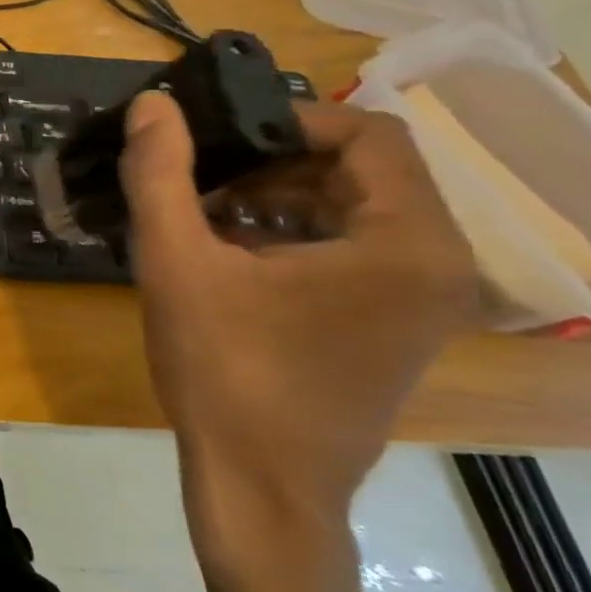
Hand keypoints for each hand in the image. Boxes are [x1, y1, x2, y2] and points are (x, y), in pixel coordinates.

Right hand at [119, 94, 478, 591]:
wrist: (260, 486)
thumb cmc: (224, 372)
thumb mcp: (176, 263)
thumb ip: (161, 175)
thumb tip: (152, 104)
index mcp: (407, 243)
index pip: (368, 134)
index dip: (287, 120)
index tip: (215, 137)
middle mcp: (437, 265)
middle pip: (362, 171)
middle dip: (272, 163)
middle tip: (198, 176)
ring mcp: (422, 301)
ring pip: (353, 210)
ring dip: (276, 197)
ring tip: (201, 213)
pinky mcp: (394, 326)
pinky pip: (351, 251)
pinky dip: (291, 235)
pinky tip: (225, 254)